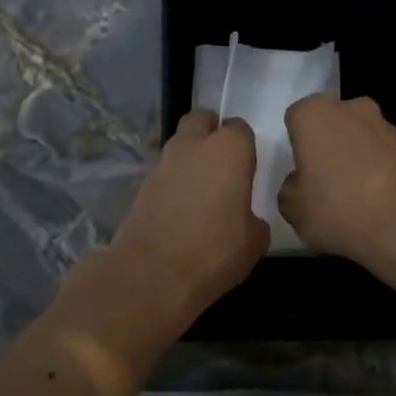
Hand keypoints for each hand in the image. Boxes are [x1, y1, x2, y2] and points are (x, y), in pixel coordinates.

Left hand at [106, 110, 269, 318]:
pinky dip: (173, 183)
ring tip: (202, 192)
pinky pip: (164, 174)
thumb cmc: (215, 251)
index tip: (248, 168)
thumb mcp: (255, 242)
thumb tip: (246, 219)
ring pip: (179, 145)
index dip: (245, 147)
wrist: (153, 274)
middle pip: (201, 121)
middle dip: (211, 134)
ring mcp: (162, 164)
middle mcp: (193, 146)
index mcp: (229, 150)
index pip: (240, 129)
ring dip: (190, 159)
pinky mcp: (141, 186)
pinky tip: (181, 211)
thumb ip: (254, 220)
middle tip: (223, 165)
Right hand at [279, 95, 395, 265]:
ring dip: (355, 157)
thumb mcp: (293, 209)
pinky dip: (378, 170)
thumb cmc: (337, 209)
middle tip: (324, 182)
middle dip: (327, 145)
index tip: (300, 171)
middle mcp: (351, 108)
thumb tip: (302, 183)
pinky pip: (383, 155)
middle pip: (331, 123)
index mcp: (314, 114)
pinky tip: (377, 201)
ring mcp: (385, 125)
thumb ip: (290, 189)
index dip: (296, 145)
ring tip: (354, 197)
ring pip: (359, 138)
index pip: (296, 118)